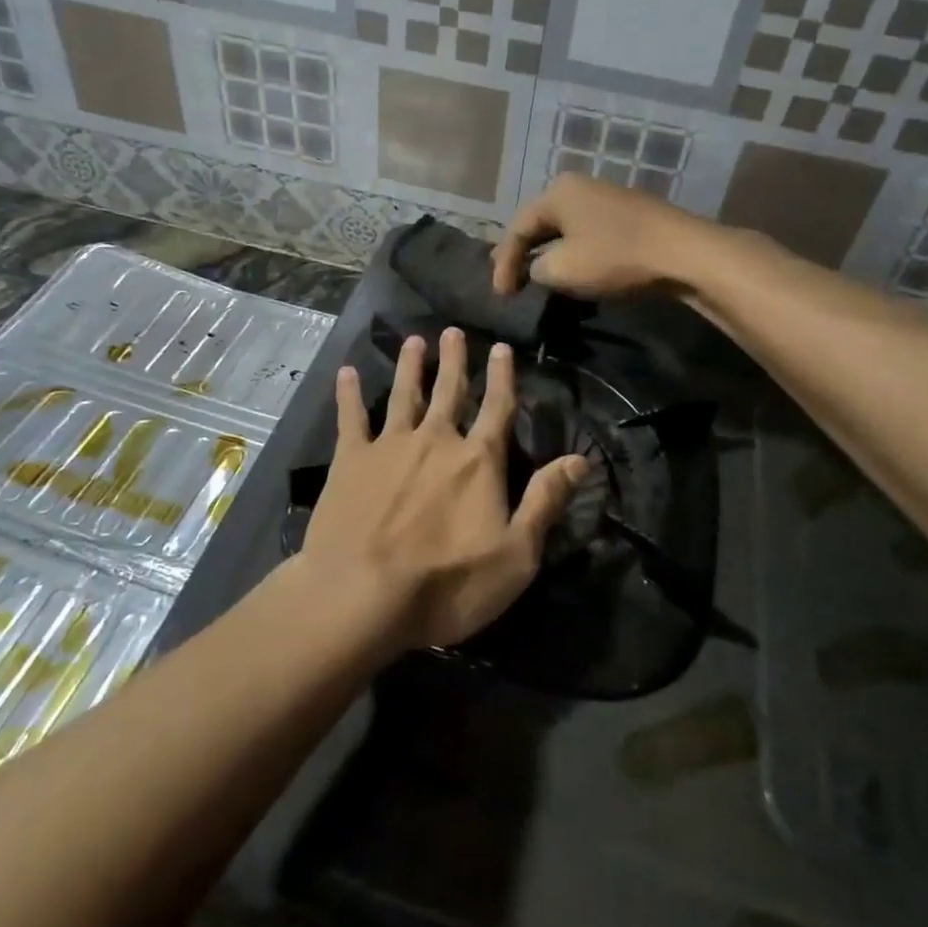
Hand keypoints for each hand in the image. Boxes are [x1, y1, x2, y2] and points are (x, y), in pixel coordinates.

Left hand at [297, 328, 586, 653]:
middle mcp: (436, 440)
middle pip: (449, 391)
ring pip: (404, 394)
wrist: (361, 595)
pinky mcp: (350, 460)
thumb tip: (581, 459)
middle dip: (454, 360)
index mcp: (477, 461)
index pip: (498, 409)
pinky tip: (347, 372)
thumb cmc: (447, 584)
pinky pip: (350, 417)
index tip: (501, 348)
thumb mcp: (516, 555)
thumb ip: (546, 501)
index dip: (502, 377)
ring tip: (414, 340)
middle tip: (453, 331)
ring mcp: (390, 446)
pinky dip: (349, 393)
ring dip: (411, 366)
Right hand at [491, 172, 707, 297]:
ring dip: (547, 253)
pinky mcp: (626, 214)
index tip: (500, 295)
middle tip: (508, 280)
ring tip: (535, 276)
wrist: (681, 252)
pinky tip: (572, 268)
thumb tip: (539, 268)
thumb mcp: (563, 269)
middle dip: (522, 253)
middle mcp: (578, 186)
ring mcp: (604, 197)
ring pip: (563, 228)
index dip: (503, 263)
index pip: (517, 228)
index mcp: (557, 192)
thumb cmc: (614, 256)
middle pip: (539, 223)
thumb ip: (536, 268)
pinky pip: (586, 232)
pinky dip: (572, 251)